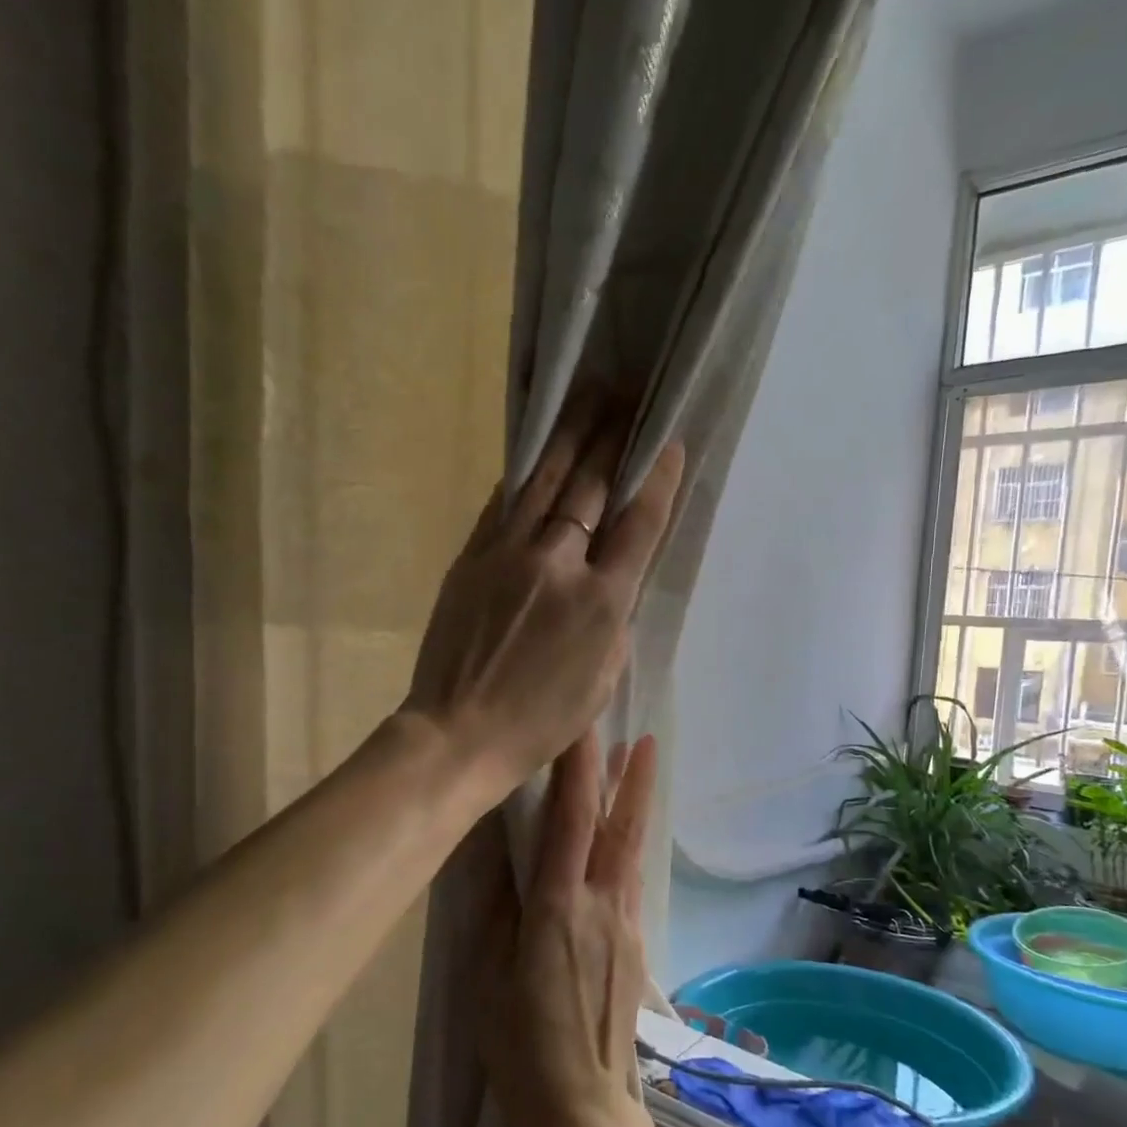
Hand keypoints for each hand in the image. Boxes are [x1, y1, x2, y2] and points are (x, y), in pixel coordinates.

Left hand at [406, 395, 684, 799]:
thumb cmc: (541, 723)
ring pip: (543, 482)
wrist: (459, 733)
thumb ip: (613, 623)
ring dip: (568, 436)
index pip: (638, 525)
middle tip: (626, 393)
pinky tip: (534, 454)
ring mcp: (508, 556)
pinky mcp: (470, 559)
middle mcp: (558, 565)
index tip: (667, 443)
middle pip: (590, 488)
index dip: (657, 480)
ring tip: (586, 397)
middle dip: (611, 437)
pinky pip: (501, 505)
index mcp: (601, 603)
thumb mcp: (601, 682)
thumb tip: (609, 583)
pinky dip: (522, 477)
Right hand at [478, 732, 659, 1126]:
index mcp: (559, 907)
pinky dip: (628, 845)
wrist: (585, 1111)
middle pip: (619, 827)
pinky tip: (621, 841)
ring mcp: (625, 926)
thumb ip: (495, 906)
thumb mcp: (488, 975)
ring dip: (635, 805)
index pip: (572, 820)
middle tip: (640, 736)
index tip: (583, 726)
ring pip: (631, 850)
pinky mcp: (635, 946)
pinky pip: (629, 879)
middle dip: (630, 777)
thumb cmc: (522, 1046)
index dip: (579, 768)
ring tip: (639, 769)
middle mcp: (601, 906)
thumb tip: (495, 847)